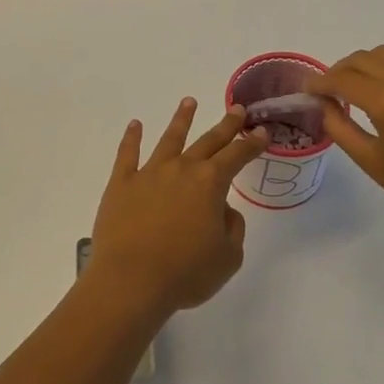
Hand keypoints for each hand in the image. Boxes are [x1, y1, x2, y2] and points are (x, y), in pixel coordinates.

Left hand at [87, 98, 271, 315]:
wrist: (131, 281)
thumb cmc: (185, 273)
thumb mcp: (228, 257)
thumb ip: (232, 228)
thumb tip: (223, 209)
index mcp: (210, 184)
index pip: (237, 156)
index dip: (252, 144)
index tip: (262, 132)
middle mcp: (181, 169)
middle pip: (207, 141)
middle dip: (225, 125)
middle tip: (237, 109)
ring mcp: (149, 173)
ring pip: (169, 139)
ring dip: (181, 120)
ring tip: (189, 102)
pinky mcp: (121, 184)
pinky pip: (127, 154)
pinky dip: (131, 138)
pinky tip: (135, 125)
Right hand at [306, 35, 383, 229]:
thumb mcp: (369, 161)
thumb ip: (339, 126)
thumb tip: (323, 101)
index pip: (342, 80)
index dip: (320, 82)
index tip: (309, 89)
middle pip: (363, 60)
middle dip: (340, 71)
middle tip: (330, 89)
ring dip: (369, 61)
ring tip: (360, 79)